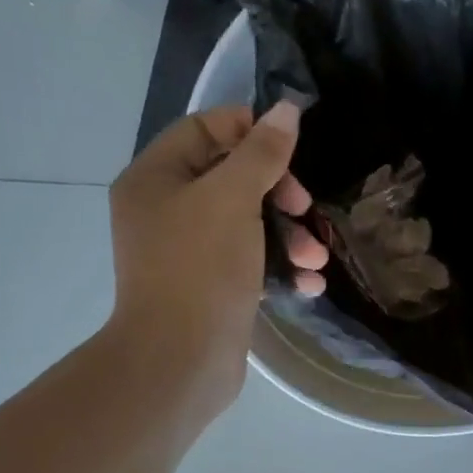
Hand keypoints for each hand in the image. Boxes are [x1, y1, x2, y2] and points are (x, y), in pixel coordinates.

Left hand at [108, 101, 328, 408]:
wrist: (180, 362)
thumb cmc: (200, 268)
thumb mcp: (233, 199)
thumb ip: (261, 152)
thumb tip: (286, 110)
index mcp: (155, 178)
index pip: (204, 130)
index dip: (250, 131)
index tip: (290, 149)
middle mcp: (165, 211)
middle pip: (231, 178)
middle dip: (279, 193)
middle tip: (305, 209)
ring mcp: (186, 254)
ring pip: (246, 224)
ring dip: (288, 236)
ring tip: (317, 260)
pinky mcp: (209, 289)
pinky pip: (248, 263)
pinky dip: (278, 268)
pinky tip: (309, 284)